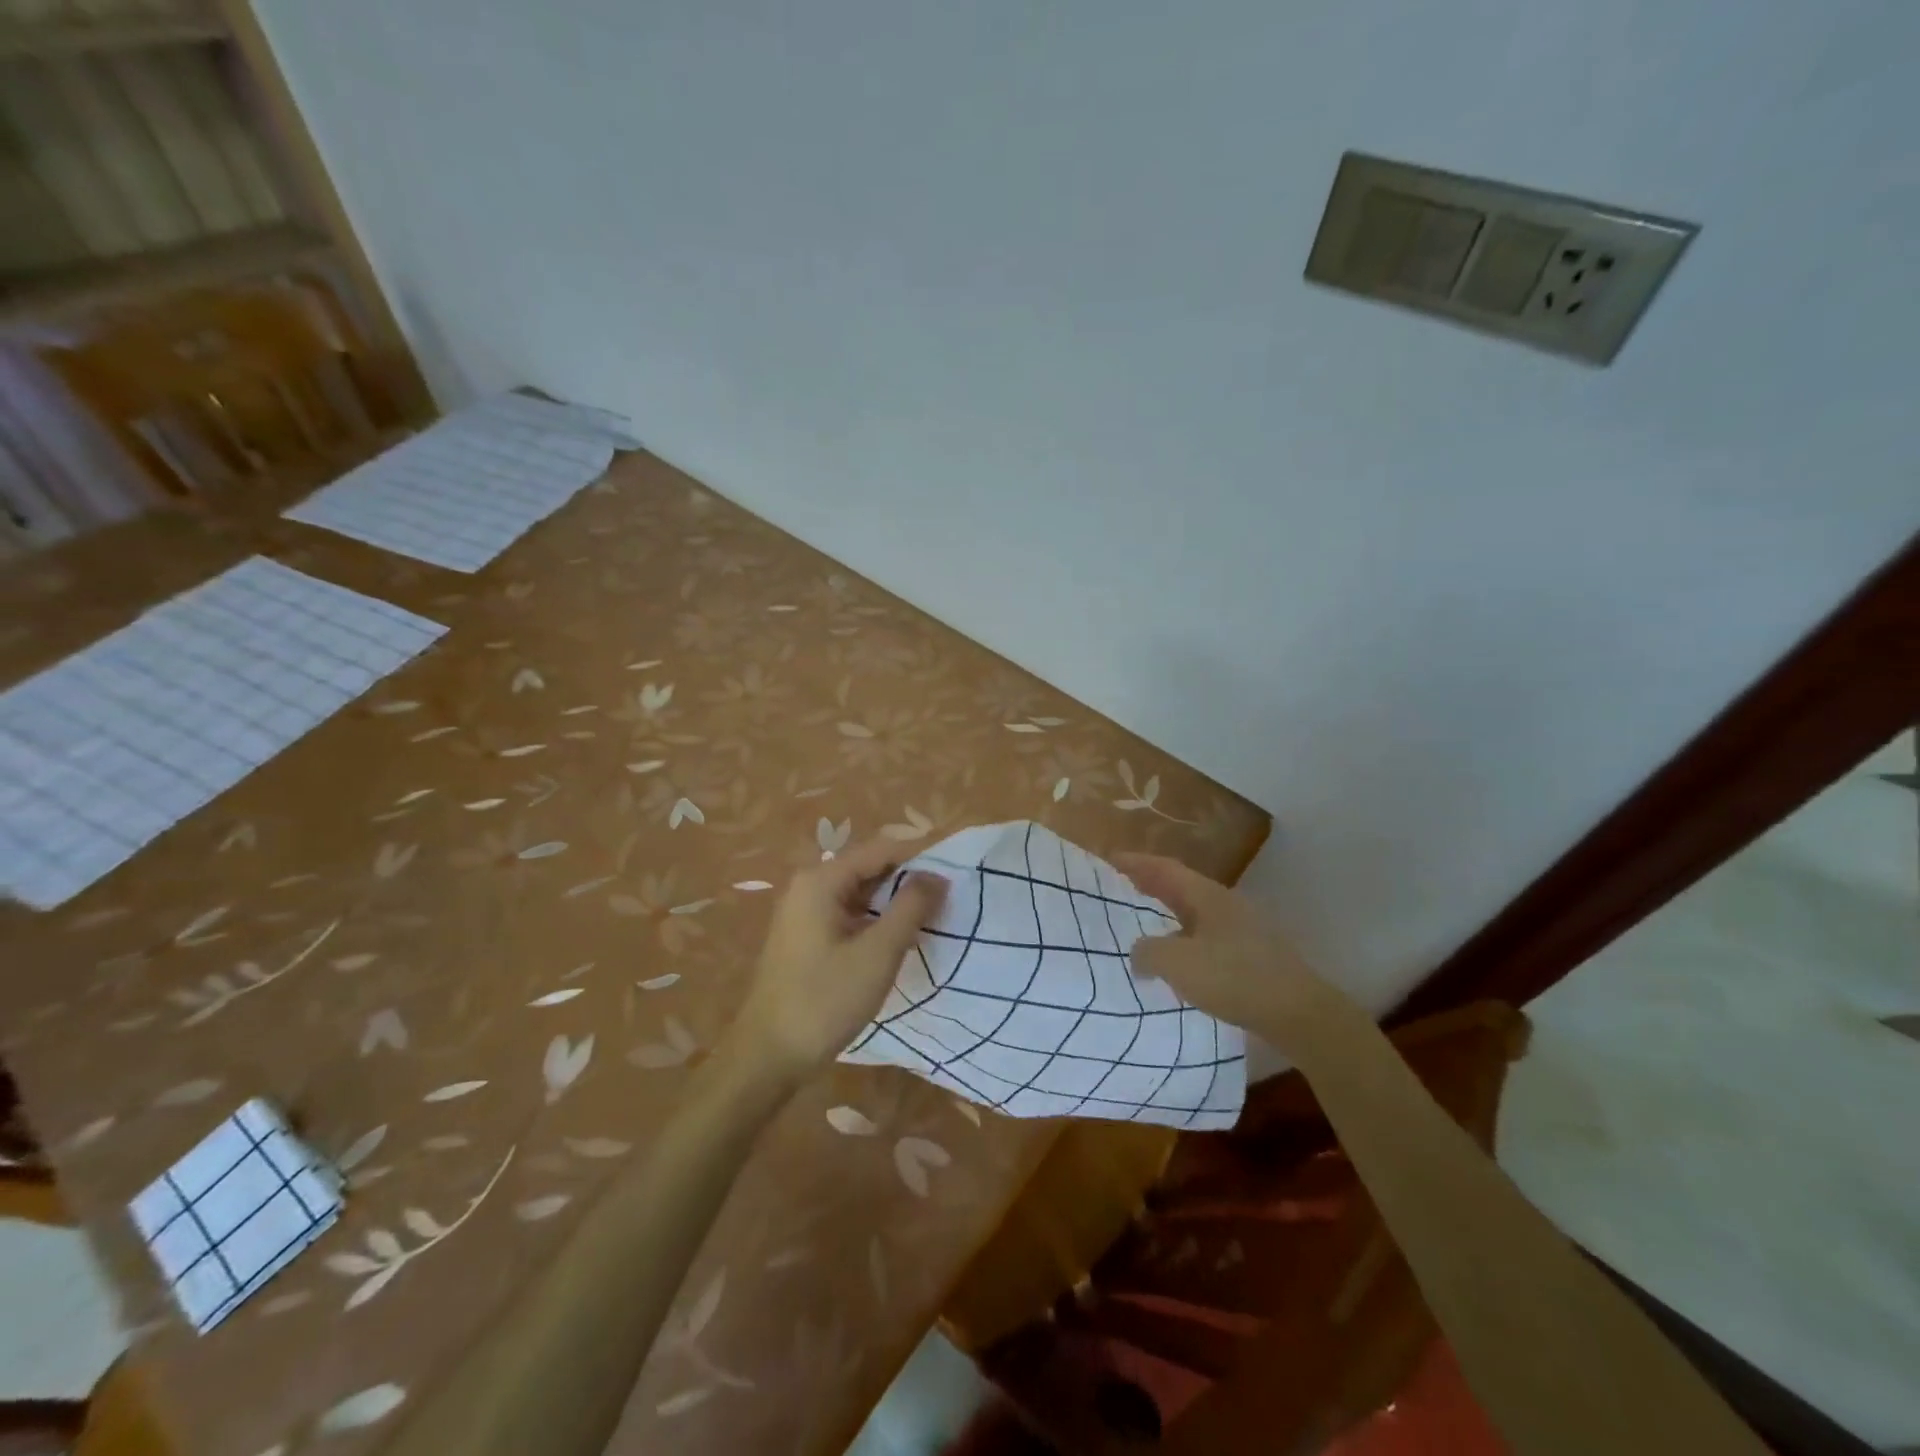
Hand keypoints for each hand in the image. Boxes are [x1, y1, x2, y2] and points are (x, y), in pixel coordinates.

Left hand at [729, 838, 948, 1080]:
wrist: (768, 1056)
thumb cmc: (824, 1001)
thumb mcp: (878, 953)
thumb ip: (910, 908)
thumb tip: (937, 875)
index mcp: (822, 880)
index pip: (881, 849)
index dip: (920, 857)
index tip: (955, 873)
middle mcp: (809, 886)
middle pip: (869, 868)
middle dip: (908, 880)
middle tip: (948, 899)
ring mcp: (804, 912)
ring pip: (860, 893)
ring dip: (893, 902)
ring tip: (931, 918)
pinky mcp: (805, 937)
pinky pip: (848, 913)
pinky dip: (875, 920)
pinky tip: (898, 939)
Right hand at [1114, 853, 1343, 1051]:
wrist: (1298, 1013)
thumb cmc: (1233, 978)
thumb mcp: (1177, 963)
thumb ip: (1147, 952)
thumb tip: (1139, 953)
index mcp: (1206, 896)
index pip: (1164, 868)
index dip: (1136, 862)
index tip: (1110, 858)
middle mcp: (1225, 904)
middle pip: (1181, 886)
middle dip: (1151, 883)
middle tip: (1125, 884)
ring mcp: (1243, 929)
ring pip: (1196, 912)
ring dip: (1169, 912)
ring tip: (1147, 922)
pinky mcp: (1253, 954)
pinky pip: (1208, 936)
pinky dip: (1185, 937)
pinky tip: (1181, 959)